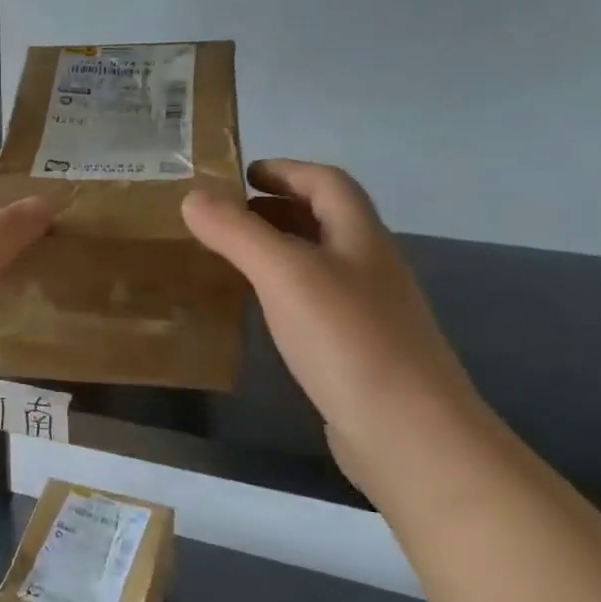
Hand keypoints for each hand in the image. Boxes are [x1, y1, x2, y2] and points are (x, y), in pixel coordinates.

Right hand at [182, 159, 485, 490]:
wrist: (407, 431)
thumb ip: (237, 233)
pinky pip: (318, 303)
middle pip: (327, 220)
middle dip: (280, 208)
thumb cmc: (346, 339)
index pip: (328, 183)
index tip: (243, 173)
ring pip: (322, 263)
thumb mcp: (284, 274)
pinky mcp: (359, 352)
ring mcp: (369, 312)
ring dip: (282, 249)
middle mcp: (371, 267)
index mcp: (361, 237)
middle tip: (229, 215)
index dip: (287, 170)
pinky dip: (287, 292)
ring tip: (236, 257)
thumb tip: (193, 196)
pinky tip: (264, 313)